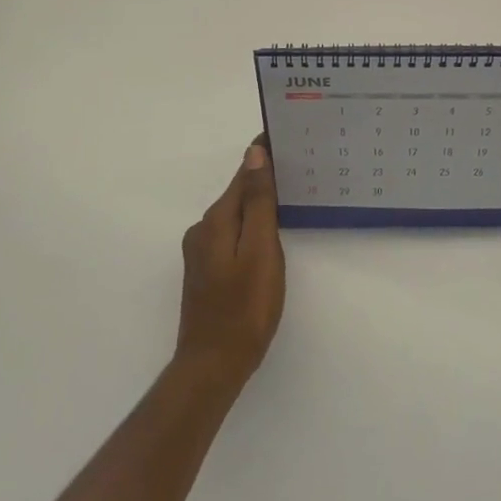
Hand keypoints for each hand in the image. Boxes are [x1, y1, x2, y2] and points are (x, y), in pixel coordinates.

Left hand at [176, 140, 285, 393]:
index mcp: (216, 221)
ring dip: (258, 202)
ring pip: (235, 215)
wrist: (213, 366)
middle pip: (238, 193)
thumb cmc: (245, 308)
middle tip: (299, 164)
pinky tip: (268, 234)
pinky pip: (232, 234)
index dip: (263, 154)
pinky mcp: (206, 271)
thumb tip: (254, 154)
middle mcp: (203, 230)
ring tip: (290, 195)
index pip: (243, 174)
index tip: (288, 134)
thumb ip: (257, 203)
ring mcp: (201, 252)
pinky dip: (251, 225)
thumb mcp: (259, 252)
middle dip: (264, 177)